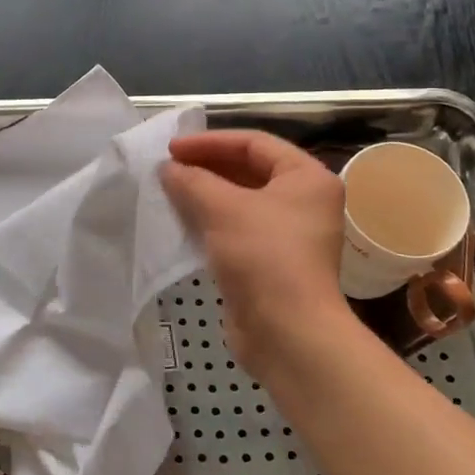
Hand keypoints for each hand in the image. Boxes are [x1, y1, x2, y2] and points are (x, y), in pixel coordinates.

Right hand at [160, 130, 357, 381]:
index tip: (172, 149)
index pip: (254, 143)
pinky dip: (211, 222)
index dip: (210, 142)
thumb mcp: (222, 208)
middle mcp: (304, 201)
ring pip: (241, 202)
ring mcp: (290, 234)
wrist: (287, 332)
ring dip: (205, 194)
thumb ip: (191, 181)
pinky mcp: (272, 262)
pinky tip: (182, 223)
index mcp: (306, 177)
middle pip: (249, 170)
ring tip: (169, 192)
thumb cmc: (263, 256)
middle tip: (168, 169)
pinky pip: (238, 229)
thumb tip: (167, 169)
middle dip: (207, 167)